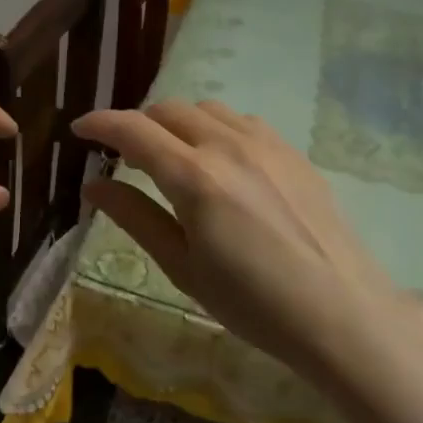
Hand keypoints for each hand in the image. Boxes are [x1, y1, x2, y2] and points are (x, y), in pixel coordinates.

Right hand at [74, 100, 422, 384]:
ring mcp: (267, 144)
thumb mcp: (182, 266)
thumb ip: (136, 217)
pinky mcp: (293, 153)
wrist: (342, 313)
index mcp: (194, 177)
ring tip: (173, 156)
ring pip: (207, 110)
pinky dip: (216, 129)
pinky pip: (243, 121)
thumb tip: (94, 185)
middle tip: (125, 155)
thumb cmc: (252, 302)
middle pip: (169, 111)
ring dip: (178, 123)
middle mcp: (228, 146)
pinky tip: (221, 162)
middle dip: (138, 125)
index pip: (133, 131)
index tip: (80, 130)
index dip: (100, 124)